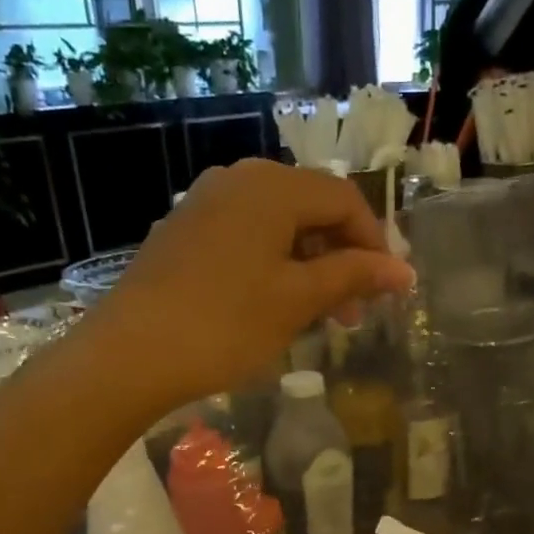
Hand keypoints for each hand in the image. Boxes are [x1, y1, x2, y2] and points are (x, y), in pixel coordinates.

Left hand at [85, 159, 415, 407]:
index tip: (389, 291)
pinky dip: (273, 268)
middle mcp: (237, 181)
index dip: (375, 244)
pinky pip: (245, 240)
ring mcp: (204, 205)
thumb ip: (353, 276)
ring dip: (309, 267)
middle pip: (310, 210)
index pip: (345, 200)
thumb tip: (402, 271)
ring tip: (319, 317)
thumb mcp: (297, 300)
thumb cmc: (225, 325)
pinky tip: (273, 307)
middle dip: (342, 258)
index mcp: (272, 187)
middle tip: (354, 313)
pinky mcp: (183, 234)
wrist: (130, 353)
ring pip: (277, 228)